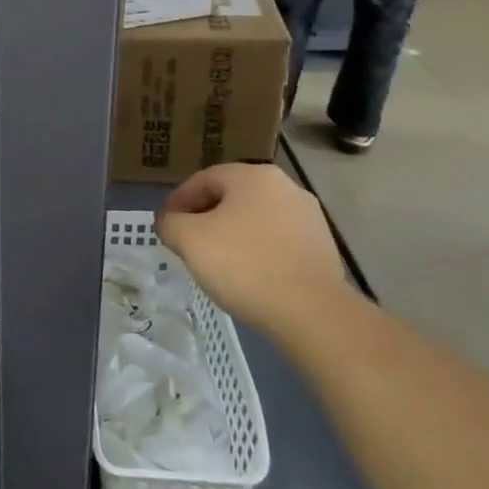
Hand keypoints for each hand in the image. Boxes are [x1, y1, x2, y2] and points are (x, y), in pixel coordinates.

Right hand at [156, 163, 352, 334]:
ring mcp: (310, 218)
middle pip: (230, 198)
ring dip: (230, 235)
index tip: (165, 226)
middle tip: (186, 243)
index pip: (202, 180)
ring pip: (254, 220)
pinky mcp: (323, 248)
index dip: (177, 202)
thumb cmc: (243, 264)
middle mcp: (286, 187)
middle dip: (204, 218)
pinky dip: (256, 252)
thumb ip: (169, 222)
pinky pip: (276, 242)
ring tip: (215, 263)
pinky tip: (246, 276)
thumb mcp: (188, 239)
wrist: (312, 313)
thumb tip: (170, 221)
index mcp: (253, 176)